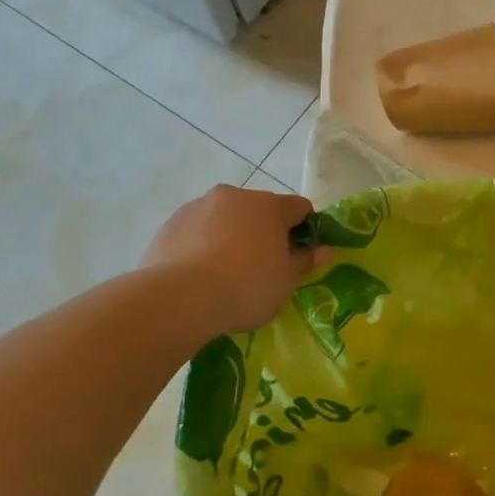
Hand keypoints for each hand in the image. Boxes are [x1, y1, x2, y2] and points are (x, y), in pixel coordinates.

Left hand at [142, 184, 328, 334]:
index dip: (305, 229)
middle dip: (265, 231)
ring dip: (232, 235)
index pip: (300, 207)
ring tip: (225, 272)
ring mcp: (198, 206)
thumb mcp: (286, 282)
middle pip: (260, 209)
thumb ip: (305, 261)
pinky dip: (203, 244)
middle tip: (262, 266)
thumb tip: (324, 249)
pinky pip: (197, 230)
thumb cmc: (246, 288)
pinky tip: (199, 274)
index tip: (299, 254)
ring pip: (226, 218)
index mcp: (269, 206)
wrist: (179, 299)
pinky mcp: (170, 223)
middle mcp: (235, 196)